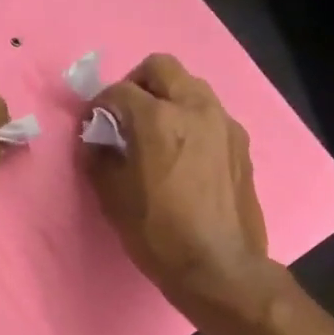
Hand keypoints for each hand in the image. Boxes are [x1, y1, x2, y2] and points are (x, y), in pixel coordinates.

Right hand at [85, 53, 274, 318]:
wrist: (219, 267)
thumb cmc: (159, 234)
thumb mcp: (113, 198)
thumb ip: (99, 158)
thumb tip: (96, 139)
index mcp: (158, 119)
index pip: (118, 91)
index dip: (98, 105)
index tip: (93, 125)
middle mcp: (194, 108)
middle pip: (161, 68)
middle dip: (136, 83)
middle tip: (125, 115)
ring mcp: (223, 123)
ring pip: (190, 86)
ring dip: (167, 97)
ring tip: (155, 132)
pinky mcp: (240, 143)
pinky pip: (210, 114)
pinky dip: (190, 120)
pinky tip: (183, 154)